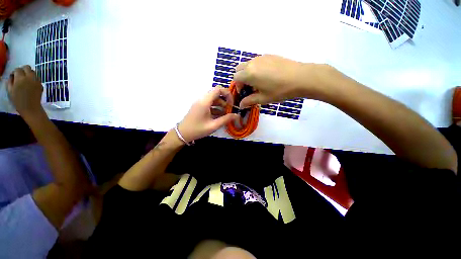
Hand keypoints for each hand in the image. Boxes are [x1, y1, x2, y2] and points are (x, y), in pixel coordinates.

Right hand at [7, 65, 43, 117]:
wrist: (31, 108)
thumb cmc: (18, 101)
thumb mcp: (10, 90)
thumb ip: (10, 81)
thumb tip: (12, 76)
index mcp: (20, 78)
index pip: (18, 69)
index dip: (15, 72)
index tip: (13, 77)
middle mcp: (29, 77)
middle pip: (27, 67)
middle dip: (23, 70)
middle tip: (20, 76)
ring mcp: (36, 80)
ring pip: (33, 72)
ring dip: (29, 74)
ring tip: (25, 80)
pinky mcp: (41, 84)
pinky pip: (37, 78)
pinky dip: (33, 78)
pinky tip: (30, 84)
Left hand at [178, 87, 239, 141]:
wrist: (182, 134)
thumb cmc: (197, 129)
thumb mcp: (213, 125)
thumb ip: (226, 119)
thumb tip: (237, 115)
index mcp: (205, 102)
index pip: (218, 90)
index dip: (227, 94)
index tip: (232, 103)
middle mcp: (202, 99)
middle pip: (216, 94)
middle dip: (225, 101)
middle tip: (230, 110)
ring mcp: (200, 103)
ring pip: (213, 99)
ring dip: (221, 105)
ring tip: (226, 114)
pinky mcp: (199, 107)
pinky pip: (209, 104)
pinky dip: (216, 108)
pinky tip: (220, 116)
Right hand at [233, 54, 330, 107]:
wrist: (301, 78)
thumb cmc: (280, 90)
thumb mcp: (263, 98)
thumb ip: (249, 101)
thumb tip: (240, 105)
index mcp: (249, 74)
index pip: (236, 78)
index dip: (238, 86)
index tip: (244, 93)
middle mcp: (252, 63)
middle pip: (239, 69)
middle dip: (241, 78)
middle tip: (249, 87)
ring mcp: (261, 57)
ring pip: (248, 64)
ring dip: (248, 73)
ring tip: (258, 82)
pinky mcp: (269, 55)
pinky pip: (257, 61)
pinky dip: (256, 68)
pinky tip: (267, 76)